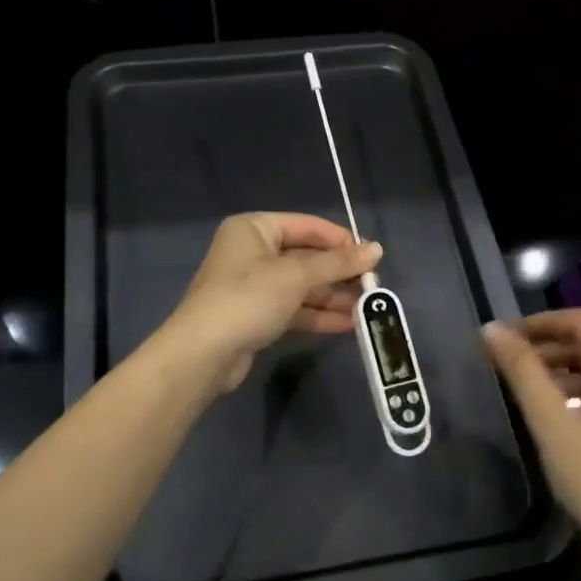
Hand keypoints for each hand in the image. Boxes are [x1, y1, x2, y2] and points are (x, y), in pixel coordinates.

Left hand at [168, 213, 381, 391]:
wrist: (203, 354)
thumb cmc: (249, 299)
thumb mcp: (297, 275)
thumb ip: (338, 263)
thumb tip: (377, 249)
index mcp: (255, 229)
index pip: (308, 226)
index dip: (341, 240)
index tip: (372, 257)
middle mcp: (252, 251)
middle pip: (306, 256)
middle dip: (339, 273)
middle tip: (373, 286)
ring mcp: (253, 285)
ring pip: (302, 285)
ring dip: (333, 296)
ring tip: (366, 309)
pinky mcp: (256, 315)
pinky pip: (294, 308)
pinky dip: (318, 314)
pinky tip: (347, 324)